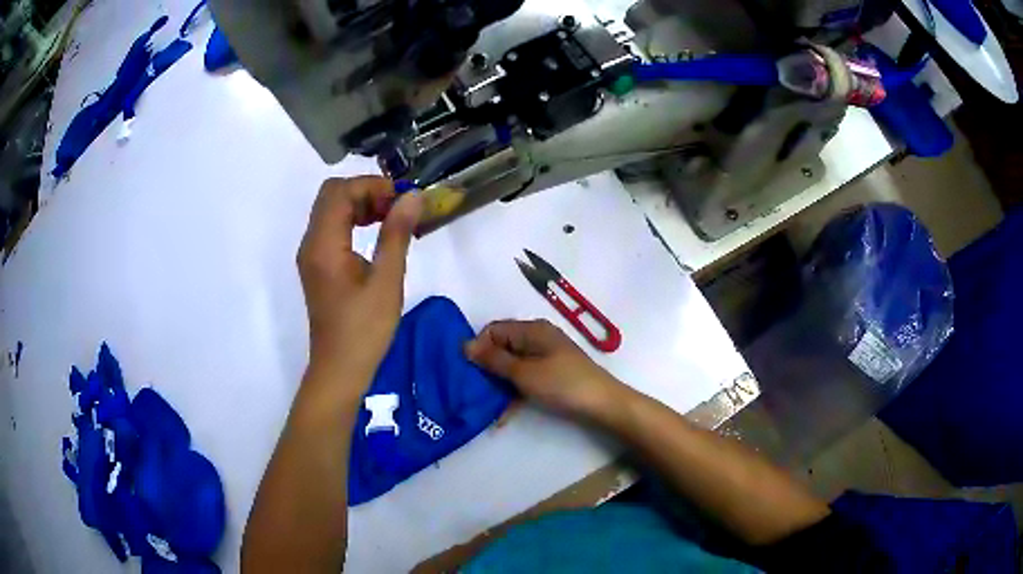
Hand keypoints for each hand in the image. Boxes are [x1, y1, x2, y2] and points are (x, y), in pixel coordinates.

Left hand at [298, 176, 422, 391]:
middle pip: (332, 195)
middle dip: (366, 191)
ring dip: (361, 205)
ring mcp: (311, 254)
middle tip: (398, 207)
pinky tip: (378, 235)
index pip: (340, 191)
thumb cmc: (364, 330)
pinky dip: (354, 221)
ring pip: (331, 210)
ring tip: (392, 219)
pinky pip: (332, 228)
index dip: (372, 186)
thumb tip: (413, 197)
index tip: (403, 198)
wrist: (340, 368)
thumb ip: (397, 234)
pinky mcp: (317, 265)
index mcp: (324, 244)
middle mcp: (311, 242)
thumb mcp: (386, 281)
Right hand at [465, 320, 627, 420]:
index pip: (494, 330)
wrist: (602, 404)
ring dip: (498, 386)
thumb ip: (494, 360)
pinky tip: (502, 417)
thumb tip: (465, 345)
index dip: (479, 347)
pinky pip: (524, 379)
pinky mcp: (550, 375)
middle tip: (471, 391)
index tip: (468, 371)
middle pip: (501, 348)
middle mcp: (537, 338)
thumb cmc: (562, 384)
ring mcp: (545, 357)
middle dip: (486, 369)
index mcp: (531, 330)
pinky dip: (514, 394)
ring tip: (484, 408)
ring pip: (511, 367)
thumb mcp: (524, 373)